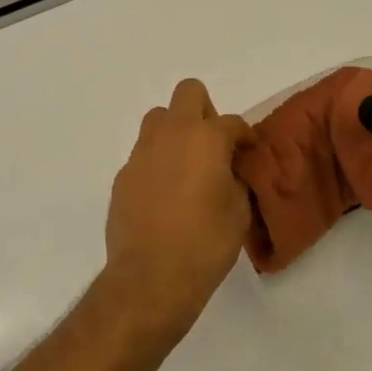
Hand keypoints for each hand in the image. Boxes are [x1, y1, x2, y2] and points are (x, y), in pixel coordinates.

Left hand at [102, 79, 253, 337]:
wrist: (151, 276)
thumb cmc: (205, 243)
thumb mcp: (238, 211)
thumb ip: (236, 179)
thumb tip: (228, 170)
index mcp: (206, 138)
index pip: (232, 122)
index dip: (244, 136)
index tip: (248, 152)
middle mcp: (171, 134)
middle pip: (188, 93)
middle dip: (204, 111)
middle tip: (213, 145)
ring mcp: (141, 153)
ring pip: (159, 119)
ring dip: (175, 132)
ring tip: (187, 166)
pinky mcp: (123, 175)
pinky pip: (144, 154)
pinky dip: (157, 162)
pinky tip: (165, 194)